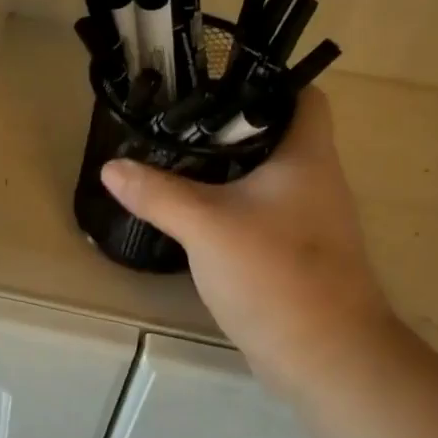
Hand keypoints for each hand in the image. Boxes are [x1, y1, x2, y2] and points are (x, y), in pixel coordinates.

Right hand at [102, 89, 401, 400]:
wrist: (326, 357)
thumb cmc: (276, 275)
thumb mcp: (206, 227)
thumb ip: (158, 193)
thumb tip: (111, 166)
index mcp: (308, 156)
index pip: (302, 95)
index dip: (263, 81)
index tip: (213, 82)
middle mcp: (316, 180)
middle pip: (276, 134)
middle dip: (229, 125)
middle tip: (176, 120)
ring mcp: (310, 219)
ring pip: (266, 176)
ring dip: (227, 167)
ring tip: (175, 158)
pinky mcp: (296, 252)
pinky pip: (261, 212)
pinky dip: (231, 206)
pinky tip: (194, 213)